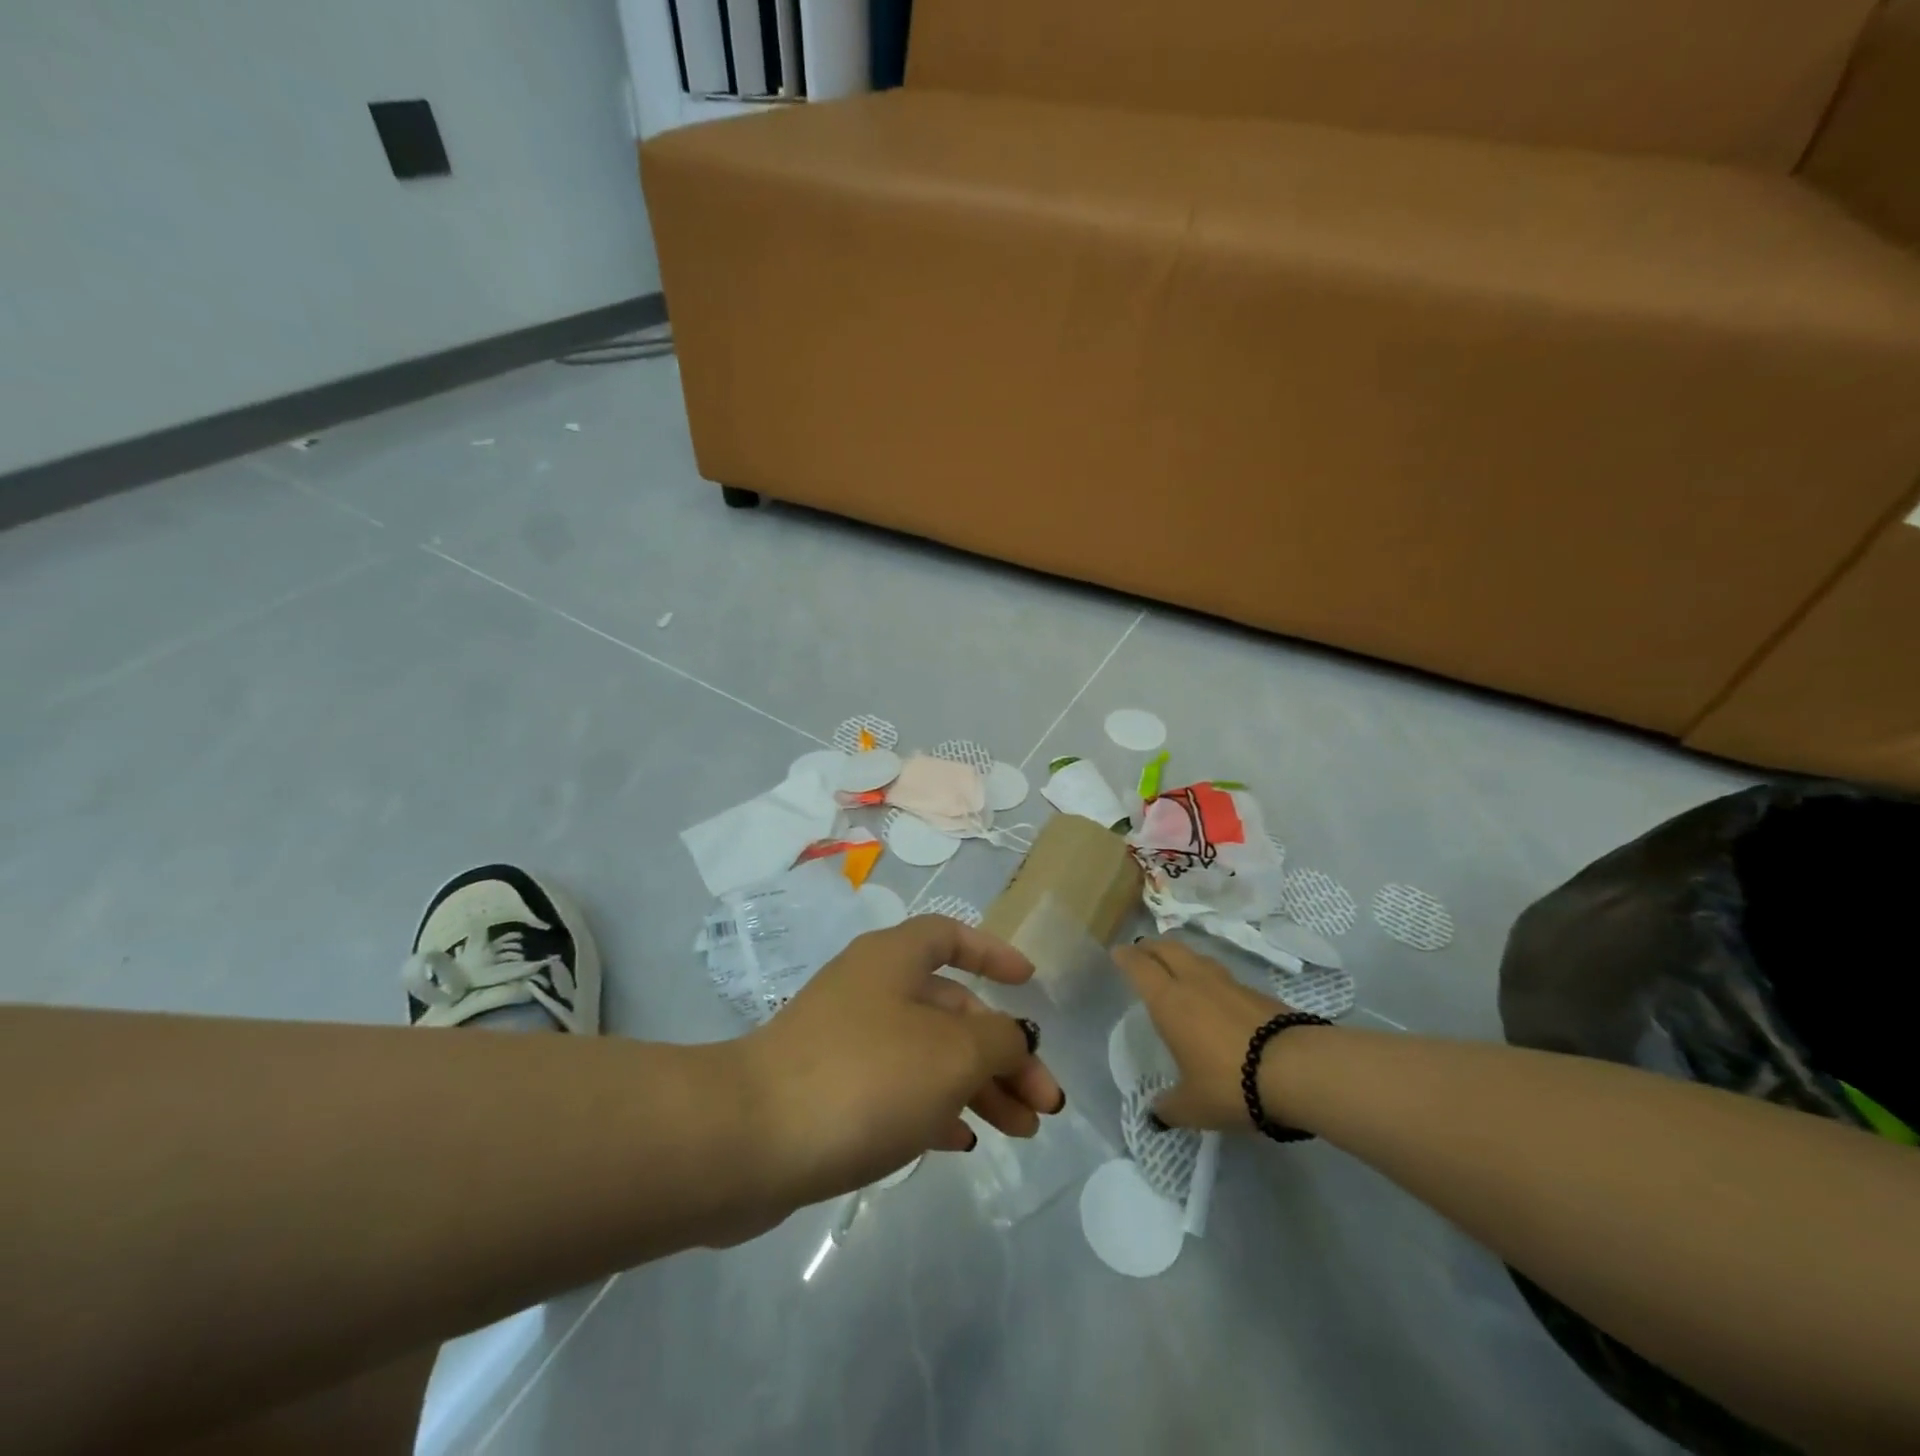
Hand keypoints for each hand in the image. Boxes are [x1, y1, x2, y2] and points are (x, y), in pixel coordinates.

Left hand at [740, 916, 1066, 1212]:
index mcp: (893, 959)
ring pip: (928, 1054)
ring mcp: (846, 1041)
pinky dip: (935, 1109)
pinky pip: (897, 1090)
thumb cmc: (864, 1076)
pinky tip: (962, 1142)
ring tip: (1021, 1132)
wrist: (748, 1140)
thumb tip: (1014, 1038)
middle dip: (1002, 1051)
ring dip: (978, 1087)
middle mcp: (870, 990)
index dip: (992, 953)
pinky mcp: (830, 1091)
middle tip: (1044, 1103)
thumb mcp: (951, 1053)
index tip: (1029, 983)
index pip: (950, 936)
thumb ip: (998, 1040)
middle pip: (949, 1009)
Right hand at [1114, 938, 1295, 1131]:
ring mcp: (1228, 983)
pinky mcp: (1257, 993)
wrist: (1295, 1070)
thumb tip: (1154, 1115)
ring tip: (1177, 966)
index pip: (1140, 967)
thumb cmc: (1229, 1083)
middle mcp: (1194, 982)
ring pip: (1197, 956)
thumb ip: (1169, 1108)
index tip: (1117, 952)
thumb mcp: (1193, 1106)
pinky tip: (1214, 995)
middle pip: (1168, 948)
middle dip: (1152, 946)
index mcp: (1169, 1001)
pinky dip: (1210, 977)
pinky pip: (1223, 976)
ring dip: (1182, 956)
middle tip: (1142, 950)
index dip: (1126, 957)